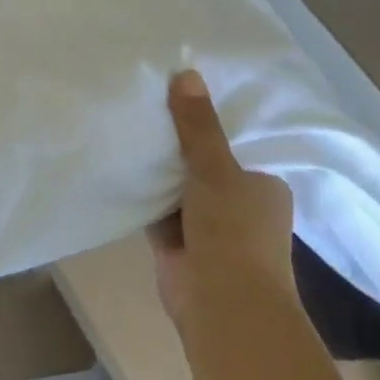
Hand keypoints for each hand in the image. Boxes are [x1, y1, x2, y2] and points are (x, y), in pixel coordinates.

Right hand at [148, 69, 295, 326]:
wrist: (224, 306)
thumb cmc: (234, 232)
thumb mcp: (216, 169)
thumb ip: (198, 126)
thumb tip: (186, 72)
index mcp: (262, 187)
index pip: (233, 145)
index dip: (207, 123)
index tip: (177, 94)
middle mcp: (238, 206)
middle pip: (202, 166)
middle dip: (177, 146)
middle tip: (143, 103)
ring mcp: (207, 228)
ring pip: (177, 188)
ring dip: (157, 171)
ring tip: (126, 124)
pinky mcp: (177, 246)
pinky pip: (156, 210)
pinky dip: (142, 194)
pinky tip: (118, 164)